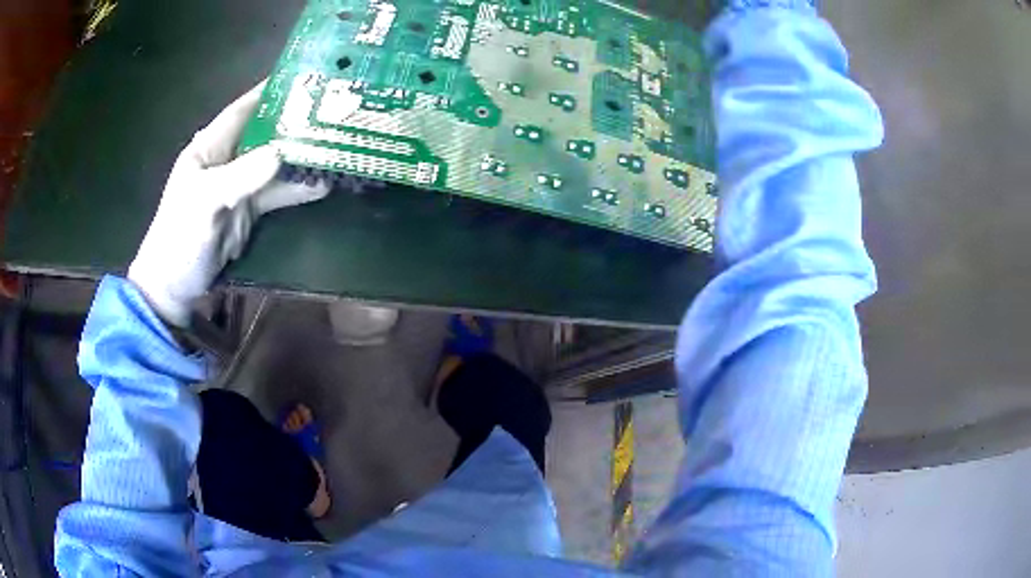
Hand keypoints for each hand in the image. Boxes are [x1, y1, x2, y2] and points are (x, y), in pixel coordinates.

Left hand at [128, 83, 329, 326]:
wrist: (174, 286)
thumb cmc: (179, 239)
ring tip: (337, 142)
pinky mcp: (249, 209)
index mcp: (209, 148)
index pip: (242, 110)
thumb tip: (282, 152)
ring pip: (275, 162)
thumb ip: (240, 176)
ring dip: (302, 155)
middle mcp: (227, 160)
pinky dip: (299, 187)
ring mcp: (240, 185)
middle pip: (265, 132)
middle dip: (294, 120)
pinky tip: (324, 182)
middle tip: (332, 108)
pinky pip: (278, 192)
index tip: (303, 76)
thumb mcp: (205, 203)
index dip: (269, 91)